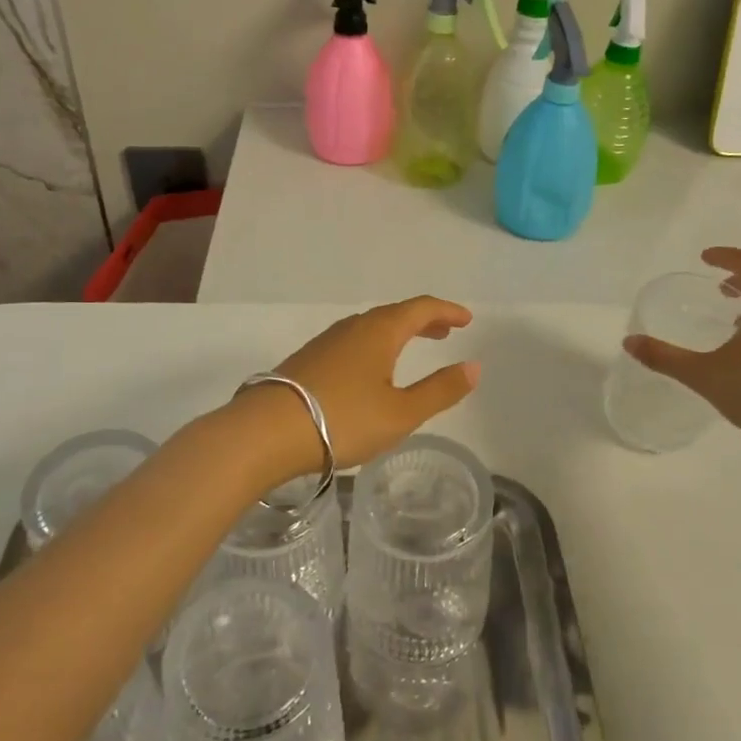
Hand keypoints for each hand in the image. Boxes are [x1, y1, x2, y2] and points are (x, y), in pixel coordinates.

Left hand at [250, 297, 479, 474]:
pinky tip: (370, 369)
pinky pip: (352, 341)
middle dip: (423, 321)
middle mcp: (353, 327)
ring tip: (411, 348)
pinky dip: (374, 345)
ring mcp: (326, 342)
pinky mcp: (308, 359)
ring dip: (396, 333)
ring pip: (370, 327)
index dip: (447, 311)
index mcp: (380, 331)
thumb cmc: (343, 419)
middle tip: (444, 332)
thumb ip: (440, 390)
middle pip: (395, 314)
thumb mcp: (401, 413)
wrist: (267, 431)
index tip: (466, 319)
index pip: (421, 309)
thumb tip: (474, 366)